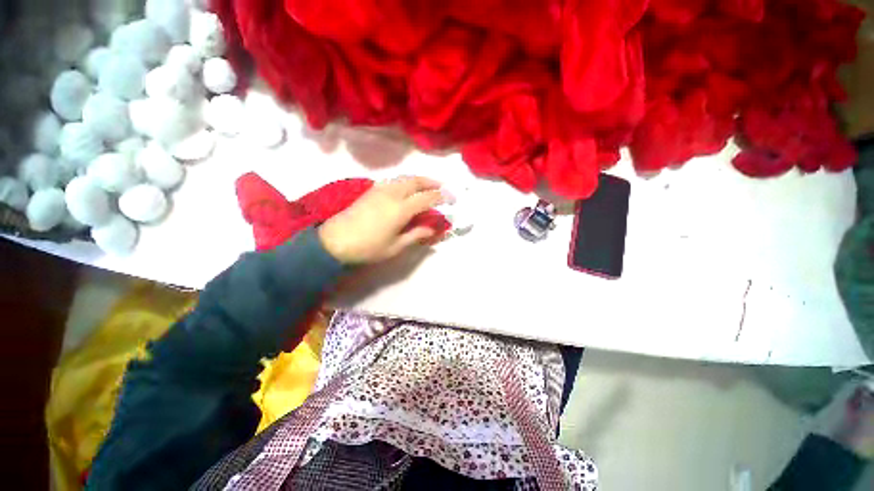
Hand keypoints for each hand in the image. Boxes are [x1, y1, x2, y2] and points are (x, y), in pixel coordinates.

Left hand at [318, 176, 446, 263]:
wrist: (335, 241)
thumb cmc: (368, 247)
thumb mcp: (395, 246)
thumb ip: (416, 235)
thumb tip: (431, 229)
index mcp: (401, 209)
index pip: (426, 198)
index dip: (441, 197)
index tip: (451, 198)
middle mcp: (392, 194)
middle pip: (415, 181)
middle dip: (431, 182)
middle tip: (442, 187)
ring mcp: (380, 190)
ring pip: (404, 178)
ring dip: (418, 180)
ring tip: (427, 186)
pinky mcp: (371, 191)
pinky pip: (394, 181)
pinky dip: (405, 182)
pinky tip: (407, 189)